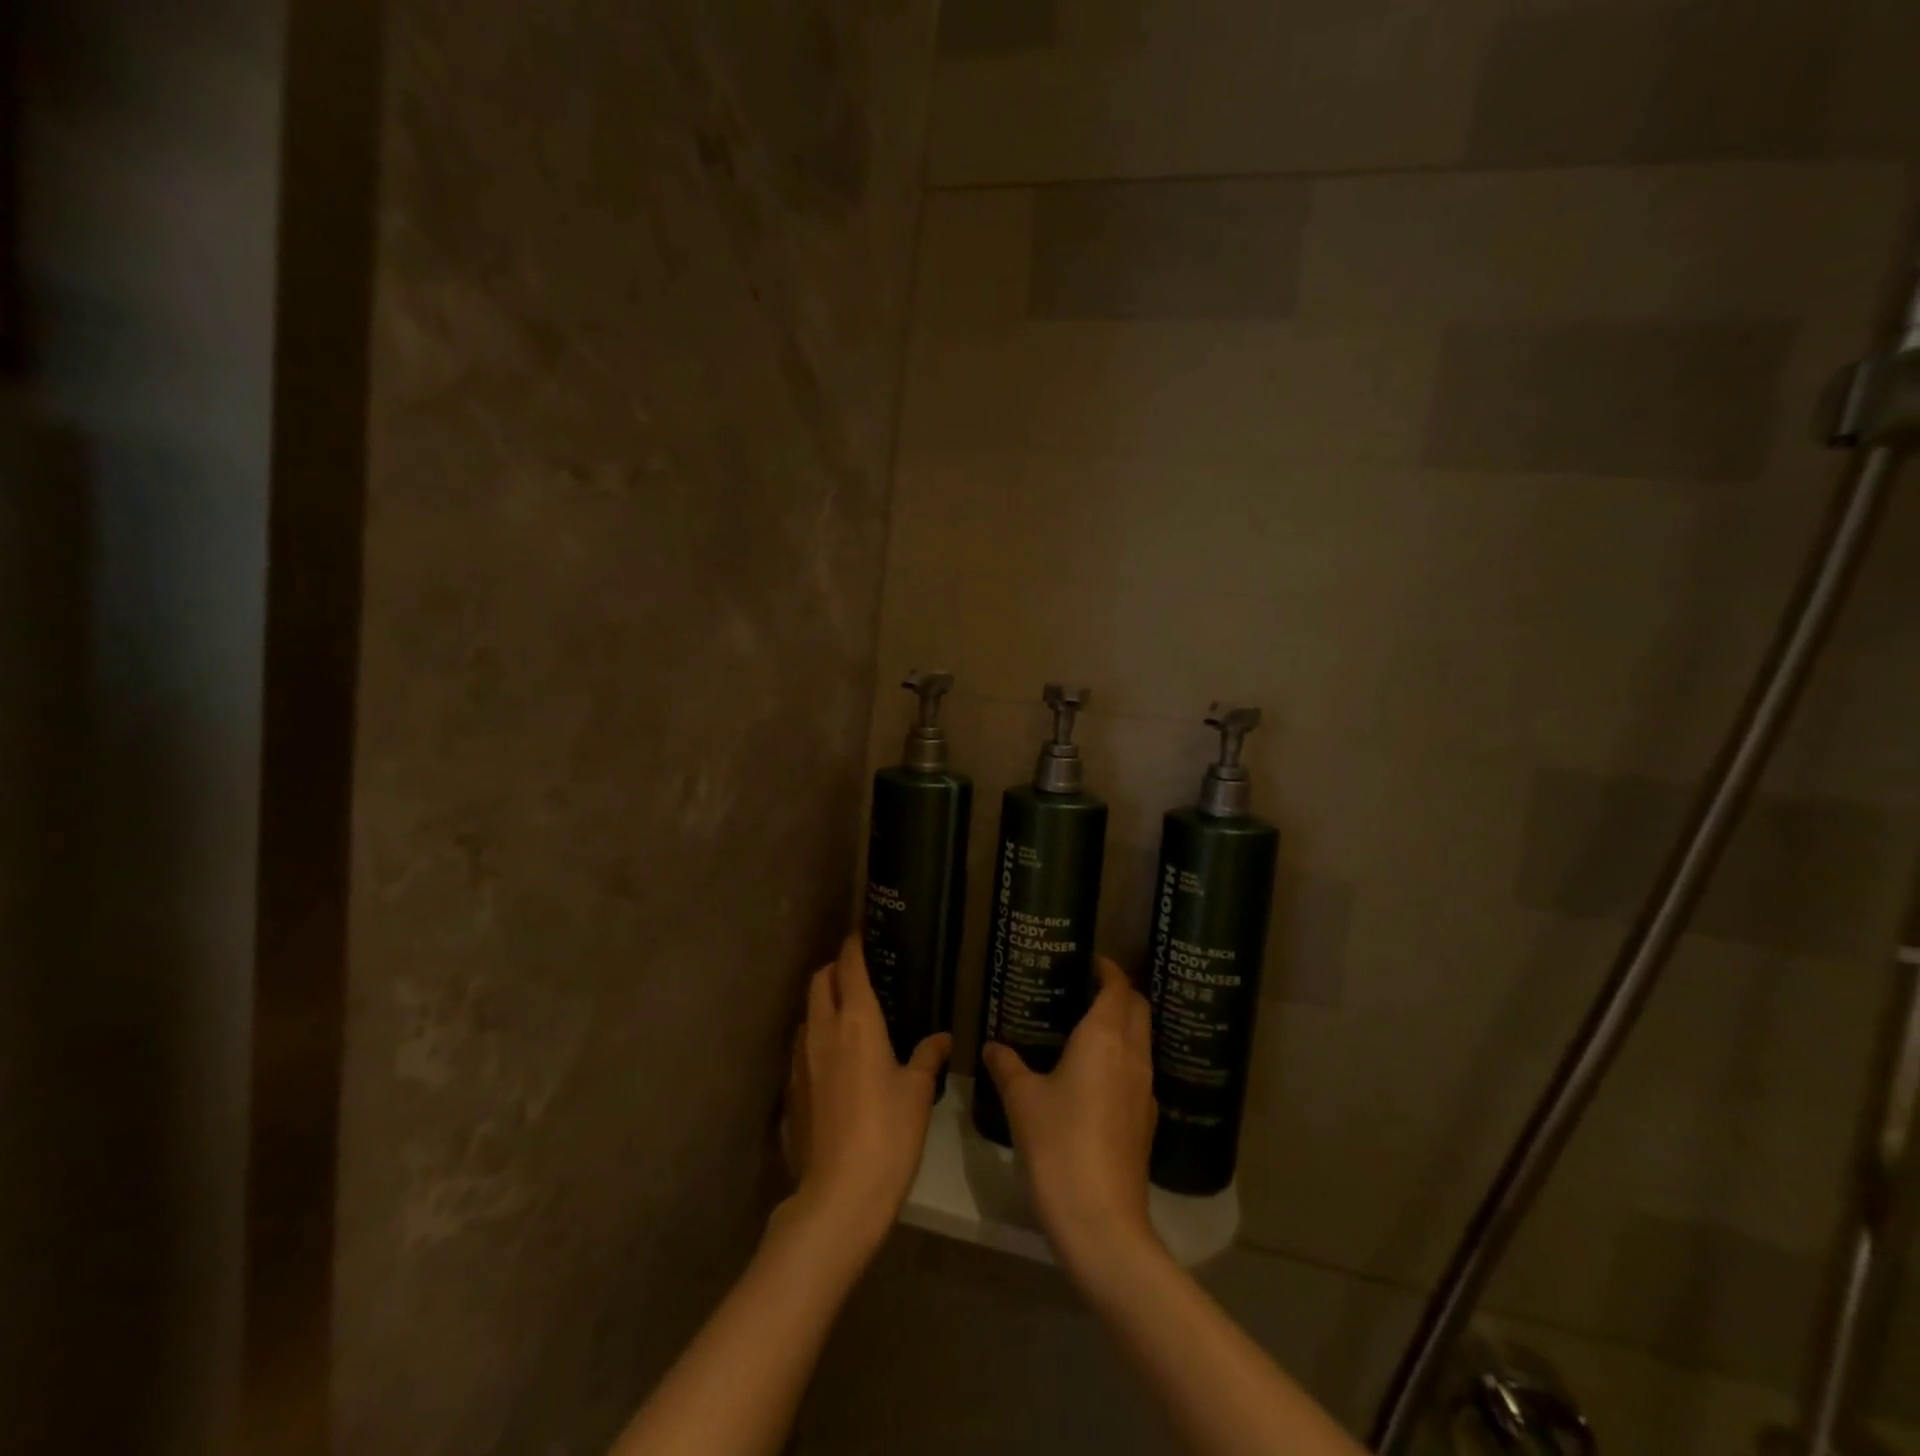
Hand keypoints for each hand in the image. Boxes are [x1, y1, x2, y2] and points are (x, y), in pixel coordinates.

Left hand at [780, 937, 950, 1257]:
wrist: (838, 1196)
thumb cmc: (888, 1134)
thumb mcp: (917, 1093)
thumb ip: (928, 1058)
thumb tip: (942, 1038)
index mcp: (857, 1021)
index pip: (849, 966)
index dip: (854, 945)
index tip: (860, 931)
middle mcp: (822, 1030)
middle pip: (820, 981)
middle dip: (835, 969)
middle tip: (857, 972)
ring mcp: (799, 1060)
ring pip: (807, 1014)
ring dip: (822, 1004)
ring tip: (846, 1015)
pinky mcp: (789, 1090)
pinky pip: (801, 1048)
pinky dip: (815, 1039)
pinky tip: (833, 1061)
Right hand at [981, 958, 1160, 1277]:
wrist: (1101, 1221)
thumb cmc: (1058, 1145)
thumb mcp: (1022, 1100)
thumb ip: (1007, 1066)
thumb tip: (992, 1046)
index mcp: (1104, 1038)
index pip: (1118, 988)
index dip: (1108, 970)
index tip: (1090, 961)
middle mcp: (1132, 1055)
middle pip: (1138, 1009)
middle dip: (1120, 992)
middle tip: (1086, 988)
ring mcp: (1144, 1090)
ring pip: (1142, 1040)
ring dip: (1124, 1024)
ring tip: (1087, 1026)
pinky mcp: (1146, 1120)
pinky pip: (1139, 1070)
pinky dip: (1123, 1056)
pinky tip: (1096, 1074)